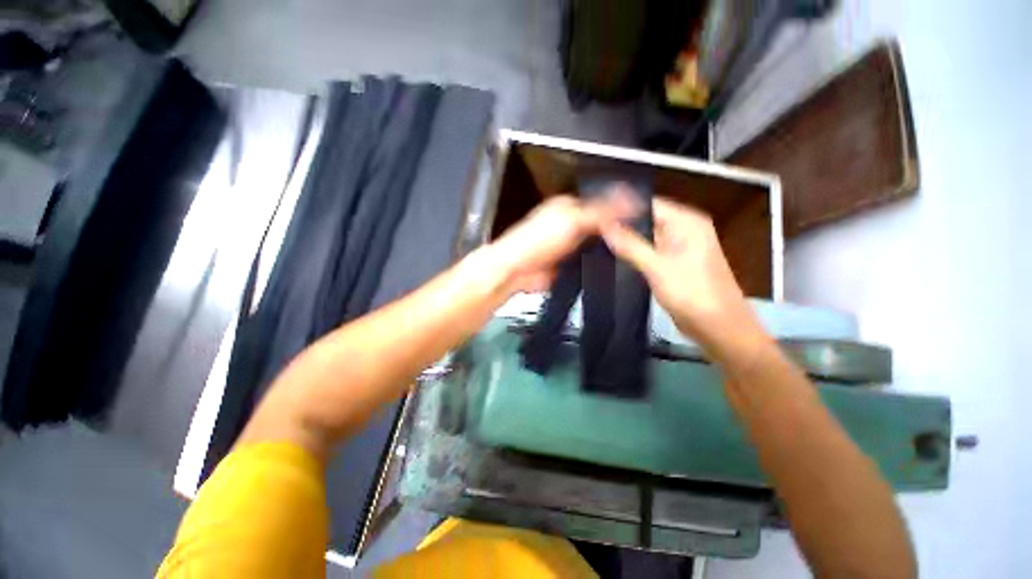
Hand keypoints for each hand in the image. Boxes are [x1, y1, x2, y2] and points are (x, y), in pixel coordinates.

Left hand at [488, 191, 638, 292]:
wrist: (518, 270)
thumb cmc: (537, 239)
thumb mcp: (572, 220)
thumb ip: (602, 212)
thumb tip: (632, 200)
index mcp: (569, 206)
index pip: (601, 201)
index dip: (621, 206)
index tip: (644, 214)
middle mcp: (570, 223)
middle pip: (600, 224)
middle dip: (617, 229)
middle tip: (641, 236)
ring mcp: (569, 244)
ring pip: (596, 243)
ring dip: (609, 247)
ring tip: (632, 250)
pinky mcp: (569, 263)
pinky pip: (589, 260)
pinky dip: (599, 262)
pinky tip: (614, 264)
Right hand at [600, 198, 769, 362]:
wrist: (719, 329)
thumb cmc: (693, 294)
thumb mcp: (658, 267)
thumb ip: (630, 245)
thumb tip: (603, 224)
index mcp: (687, 222)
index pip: (648, 204)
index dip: (621, 208)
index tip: (594, 215)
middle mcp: (683, 229)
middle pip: (646, 220)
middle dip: (621, 225)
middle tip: (590, 230)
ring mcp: (678, 248)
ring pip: (645, 237)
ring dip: (625, 240)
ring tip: (595, 241)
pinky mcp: (673, 264)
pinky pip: (649, 252)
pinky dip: (633, 254)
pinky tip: (612, 257)